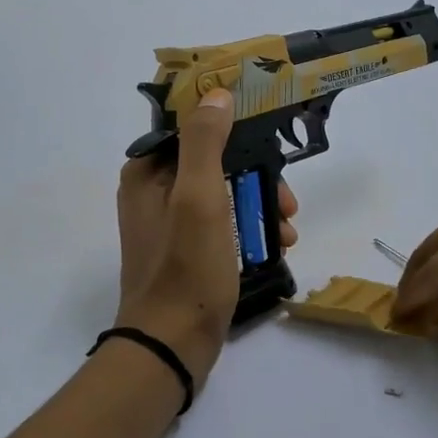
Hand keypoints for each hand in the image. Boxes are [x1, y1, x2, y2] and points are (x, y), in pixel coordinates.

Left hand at [115, 89, 296, 383]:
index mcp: (148, 173)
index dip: (231, 125)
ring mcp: (172, 225)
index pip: (191, 128)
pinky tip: (278, 245)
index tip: (269, 135)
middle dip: (257, 176)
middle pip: (215, 162)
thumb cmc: (186, 268)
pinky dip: (251, 229)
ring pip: (226, 194)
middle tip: (287, 200)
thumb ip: (206, 142)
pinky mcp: (189, 252)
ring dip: (261, 205)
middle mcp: (155, 193)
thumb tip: (217, 93)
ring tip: (289, 229)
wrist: (173, 344)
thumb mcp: (199, 198)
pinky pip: (224, 224)